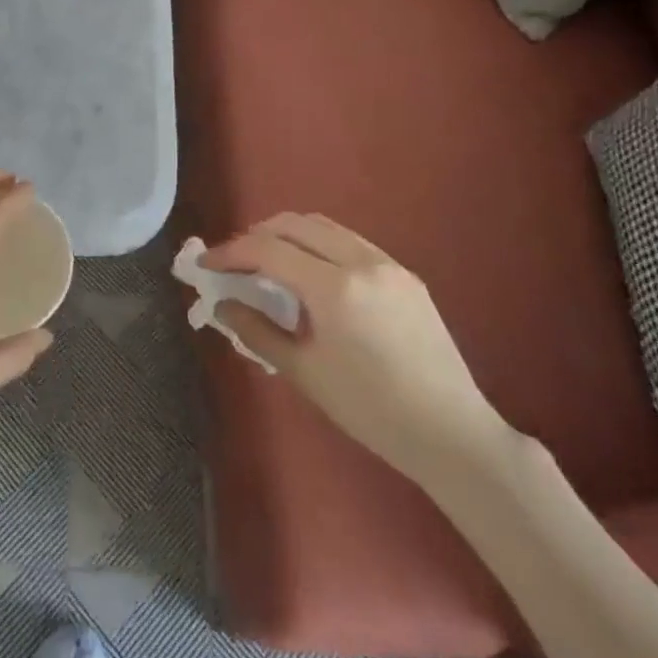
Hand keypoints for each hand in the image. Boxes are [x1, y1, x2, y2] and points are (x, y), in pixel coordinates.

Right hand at [201, 213, 513, 486]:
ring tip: (268, 264)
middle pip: (295, 224)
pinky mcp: (405, 275)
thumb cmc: (370, 410)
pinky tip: (311, 276)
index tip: (206, 264)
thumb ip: (256, 331)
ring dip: (288, 236)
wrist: (450, 433)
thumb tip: (220, 306)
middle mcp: (362, 262)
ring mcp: (388, 264)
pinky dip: (319, 247)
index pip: (268, 250)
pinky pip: (350, 243)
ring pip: (325, 227)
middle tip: (235, 263)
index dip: (230, 253)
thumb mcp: (304, 372)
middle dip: (257, 236)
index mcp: (335, 288)